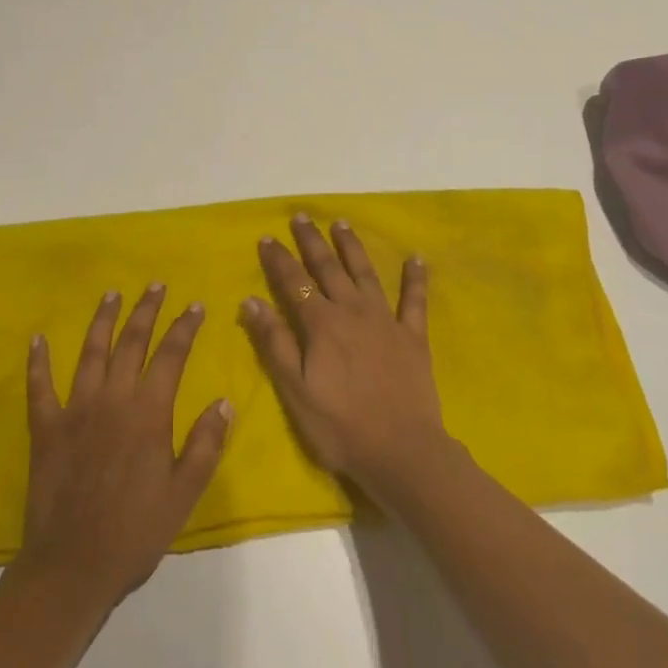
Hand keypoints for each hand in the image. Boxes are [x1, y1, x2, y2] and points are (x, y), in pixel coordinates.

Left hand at [18, 285, 231, 607]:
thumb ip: (206, 444)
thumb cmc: (136, 531)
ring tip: (112, 294)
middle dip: (146, 310)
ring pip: (90, 353)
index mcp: (148, 413)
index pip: (171, 356)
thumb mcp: (184, 492)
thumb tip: (224, 402)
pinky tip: (38, 339)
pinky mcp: (45, 427)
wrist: (73, 565)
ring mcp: (74, 410)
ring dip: (102, 321)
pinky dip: (38, 361)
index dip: (184, 328)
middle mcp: (112, 399)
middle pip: (131, 343)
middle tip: (155, 285)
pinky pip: (39, 386)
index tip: (196, 306)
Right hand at [240, 215, 450, 500]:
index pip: (294, 282)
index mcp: (321, 324)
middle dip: (312, 241)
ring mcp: (385, 321)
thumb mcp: (295, 390)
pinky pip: (414, 300)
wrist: (401, 451)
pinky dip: (415, 278)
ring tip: (342, 223)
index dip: (279, 259)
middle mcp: (352, 311)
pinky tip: (415, 258)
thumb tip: (251, 301)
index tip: (267, 237)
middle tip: (301, 216)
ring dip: (352, 247)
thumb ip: (275, 343)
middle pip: (328, 268)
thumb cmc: (340, 426)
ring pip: (365, 274)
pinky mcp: (413, 337)